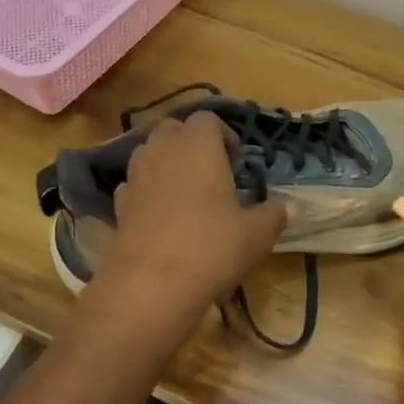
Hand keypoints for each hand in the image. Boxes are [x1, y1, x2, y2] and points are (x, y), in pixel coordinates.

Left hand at [93, 112, 286, 325]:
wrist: (152, 285)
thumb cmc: (212, 248)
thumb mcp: (257, 234)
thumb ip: (273, 215)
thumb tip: (286, 208)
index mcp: (198, 145)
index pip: (208, 119)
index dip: (224, 135)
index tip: (236, 161)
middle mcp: (162, 151)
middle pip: (172, 129)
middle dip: (190, 143)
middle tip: (211, 172)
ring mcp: (134, 177)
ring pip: (148, 154)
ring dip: (166, 164)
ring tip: (186, 193)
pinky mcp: (118, 206)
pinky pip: (133, 186)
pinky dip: (147, 192)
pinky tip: (161, 217)